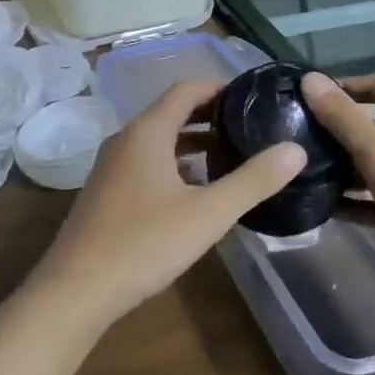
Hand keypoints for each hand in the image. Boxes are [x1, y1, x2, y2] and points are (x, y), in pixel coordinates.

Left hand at [33, 81, 305, 327]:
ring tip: (230, 156)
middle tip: (250, 127)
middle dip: (209, 116)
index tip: (253, 97)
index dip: (219, 88)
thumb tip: (295, 149)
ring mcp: (110, 166)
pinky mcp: (106, 191)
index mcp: (147, 132)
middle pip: (171, 112)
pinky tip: (195, 191)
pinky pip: (145, 163)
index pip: (185, 90)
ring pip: (157, 141)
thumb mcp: (208, 213)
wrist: (78, 287)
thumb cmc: (145, 243)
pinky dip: (173, 165)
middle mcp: (125, 139)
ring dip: (191, 143)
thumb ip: (253, 180)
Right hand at [302, 72, 374, 306]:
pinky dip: (358, 200)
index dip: (343, 87)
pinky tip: (327, 209)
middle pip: (373, 126)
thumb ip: (345, 120)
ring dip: (343, 169)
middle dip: (335, 132)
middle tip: (293, 143)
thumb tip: (310, 79)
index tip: (304, 99)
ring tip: (302, 176)